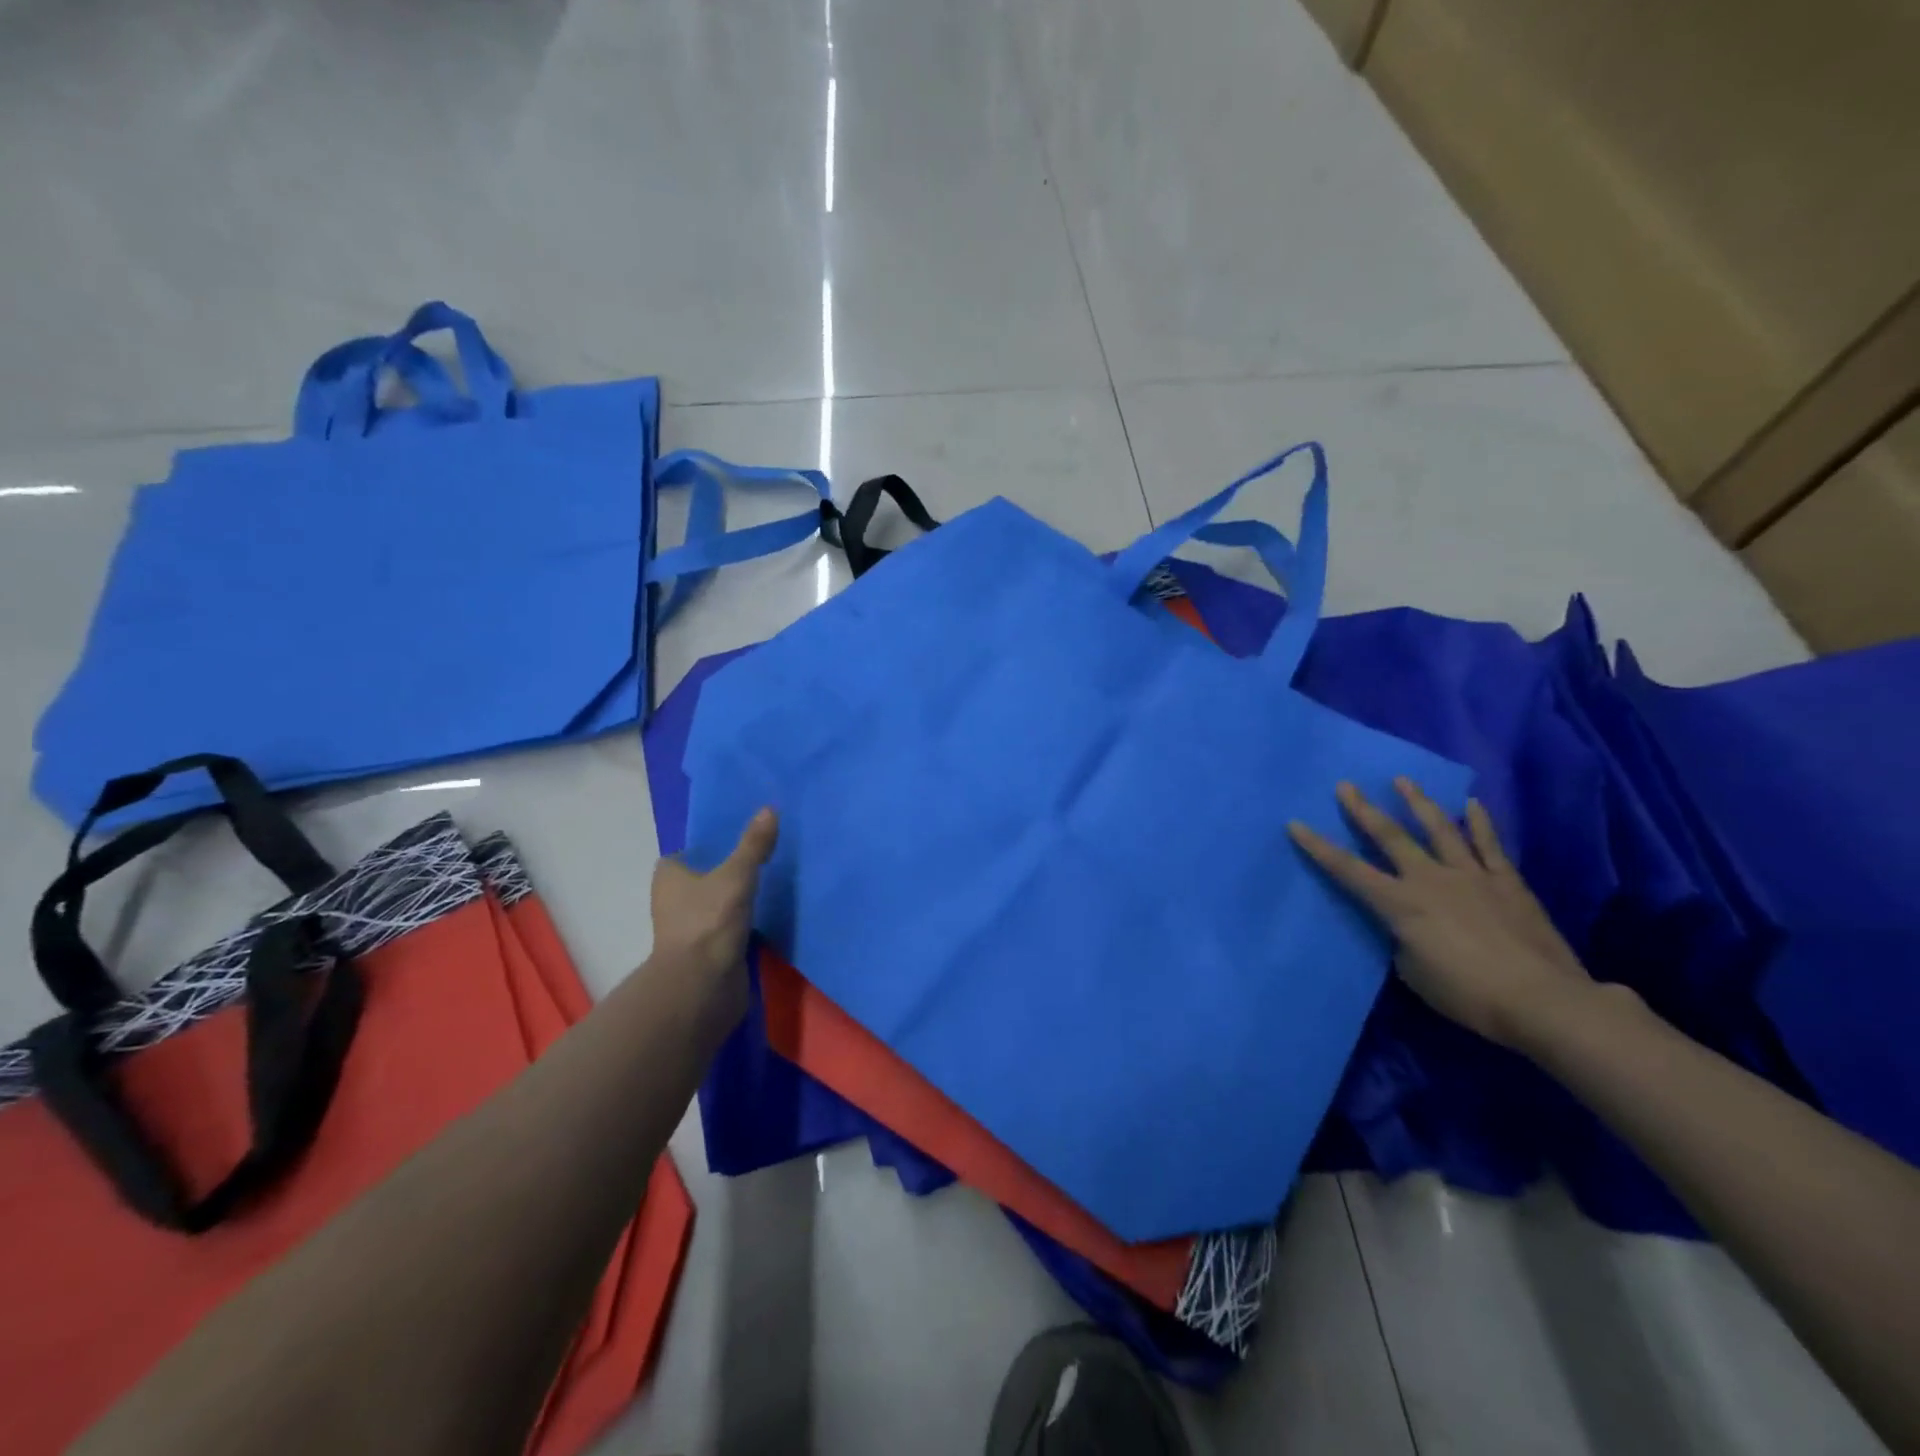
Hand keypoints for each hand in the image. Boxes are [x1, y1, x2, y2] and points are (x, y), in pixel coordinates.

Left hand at [650, 808, 779, 993]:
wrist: (703, 986)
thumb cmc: (709, 921)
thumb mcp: (737, 875)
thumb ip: (754, 845)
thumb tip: (769, 808)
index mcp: (668, 877)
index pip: (683, 855)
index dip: (705, 848)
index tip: (736, 841)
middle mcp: (672, 902)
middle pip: (700, 880)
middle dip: (724, 873)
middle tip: (759, 859)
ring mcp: (688, 930)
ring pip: (714, 906)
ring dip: (734, 901)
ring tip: (769, 885)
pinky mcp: (706, 954)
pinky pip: (727, 930)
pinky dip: (742, 924)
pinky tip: (767, 916)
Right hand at [1289, 780, 1593, 1049]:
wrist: (1543, 1001)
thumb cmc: (1468, 994)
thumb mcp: (1415, 973)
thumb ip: (1404, 940)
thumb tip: (1408, 926)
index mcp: (1401, 904)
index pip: (1348, 870)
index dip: (1319, 847)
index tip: (1296, 824)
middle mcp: (1430, 879)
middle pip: (1390, 837)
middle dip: (1363, 810)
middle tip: (1346, 785)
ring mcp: (1471, 876)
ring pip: (1439, 829)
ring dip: (1418, 802)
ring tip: (1402, 780)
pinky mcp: (1507, 882)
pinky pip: (1490, 845)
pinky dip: (1481, 822)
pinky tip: (1472, 803)